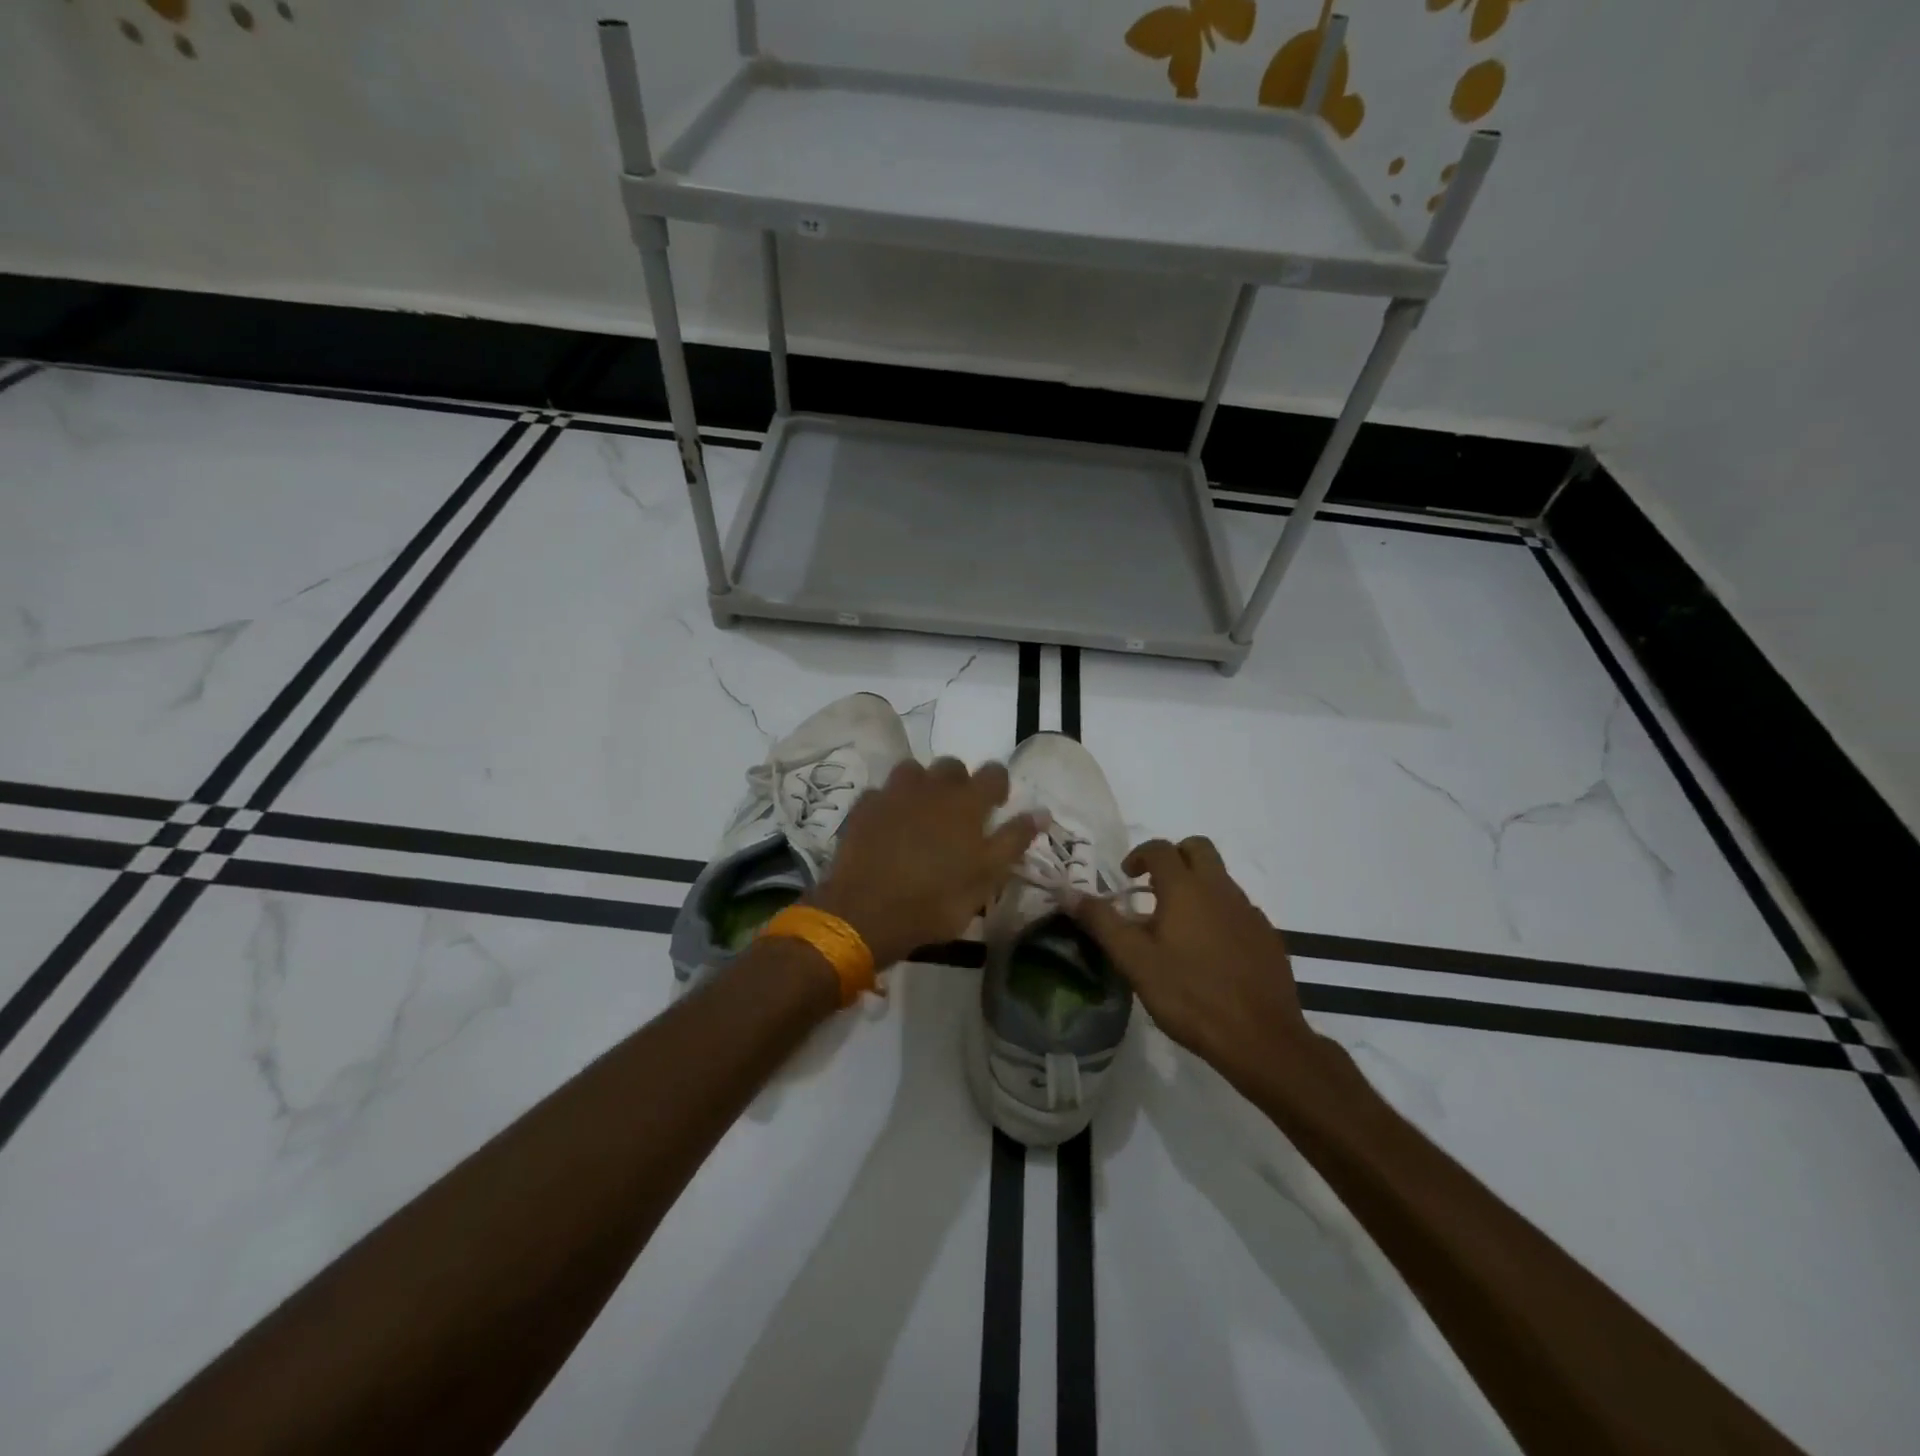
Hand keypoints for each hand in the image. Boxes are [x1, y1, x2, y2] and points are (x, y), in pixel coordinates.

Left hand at [810, 758, 1039, 969]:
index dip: (998, 785)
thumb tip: (1041, 812)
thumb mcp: (986, 878)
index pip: (993, 773)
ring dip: (922, 785)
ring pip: (913, 770)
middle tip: (959, 813)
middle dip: (959, 782)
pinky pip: (882, 793)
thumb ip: (1014, 841)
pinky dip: (890, 803)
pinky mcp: (864, 806)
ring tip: (922, 813)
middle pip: (952, 766)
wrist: (865, 912)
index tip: (997, 805)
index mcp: (967, 803)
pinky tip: (888, 825)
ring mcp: (893, 793)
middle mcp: (932, 787)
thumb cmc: (935, 900)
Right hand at [1072, 836, 1316, 1077]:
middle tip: (1153, 887)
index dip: (1139, 855)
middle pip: (1199, 848)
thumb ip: (1102, 922)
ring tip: (1176, 925)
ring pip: (1220, 879)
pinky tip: (1209, 951)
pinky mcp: (1268, 936)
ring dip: (1196, 886)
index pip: (1160, 848)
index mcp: (1186, 888)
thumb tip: (1068, 893)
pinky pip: (1238, 909)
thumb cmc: (1189, 995)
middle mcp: (1221, 889)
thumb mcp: (1135, 961)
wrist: (1260, 1039)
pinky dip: (1218, 914)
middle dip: (1174, 857)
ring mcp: (1249, 912)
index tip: (1126, 877)